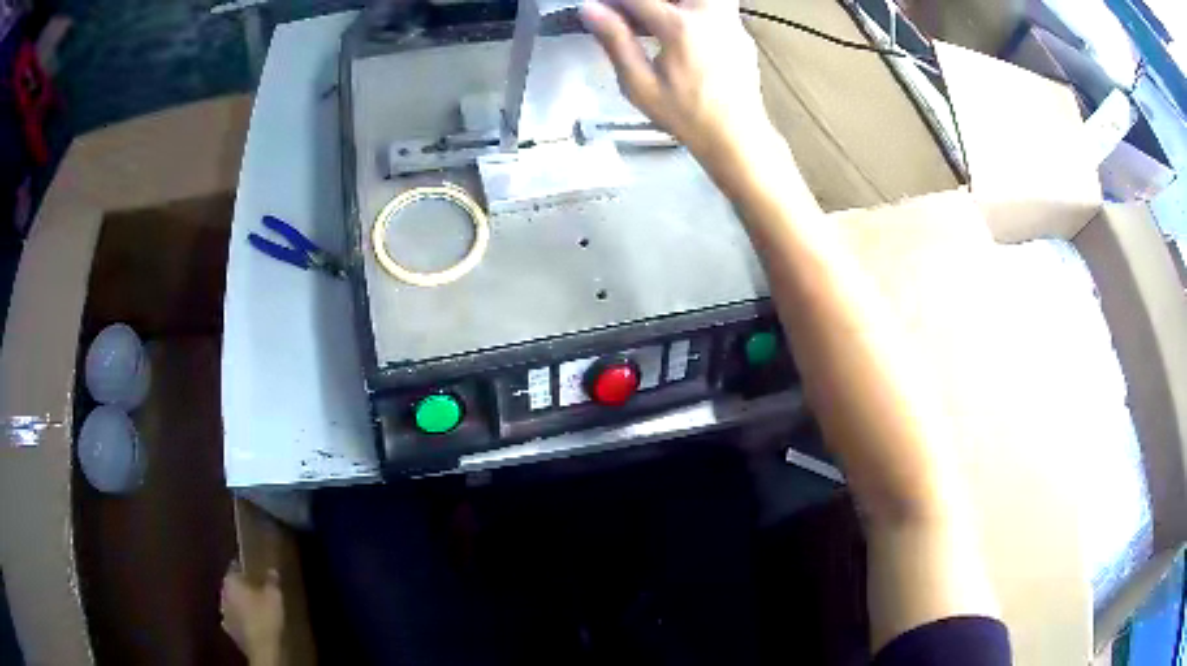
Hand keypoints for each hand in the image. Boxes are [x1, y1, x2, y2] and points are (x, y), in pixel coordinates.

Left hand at [221, 564, 283, 665]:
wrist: (260, 648)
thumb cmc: (265, 617)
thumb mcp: (274, 597)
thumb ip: (271, 582)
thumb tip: (271, 571)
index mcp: (230, 581)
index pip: (236, 568)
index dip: (247, 570)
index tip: (257, 573)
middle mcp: (222, 593)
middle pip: (233, 586)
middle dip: (243, 588)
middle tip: (258, 591)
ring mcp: (223, 612)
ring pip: (232, 602)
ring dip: (241, 603)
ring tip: (256, 608)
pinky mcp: (228, 628)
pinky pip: (234, 618)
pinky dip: (241, 618)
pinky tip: (251, 622)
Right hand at [579, 0, 775, 163]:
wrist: (736, 137)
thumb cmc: (687, 116)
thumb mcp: (639, 84)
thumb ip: (615, 41)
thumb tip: (591, 9)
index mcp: (681, 28)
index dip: (614, 2)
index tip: (602, 9)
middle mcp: (710, 16)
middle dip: (650, 1)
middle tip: (636, 15)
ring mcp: (731, 22)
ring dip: (677, 3)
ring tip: (660, 21)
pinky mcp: (741, 32)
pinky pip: (718, 6)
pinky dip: (696, 9)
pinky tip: (685, 33)